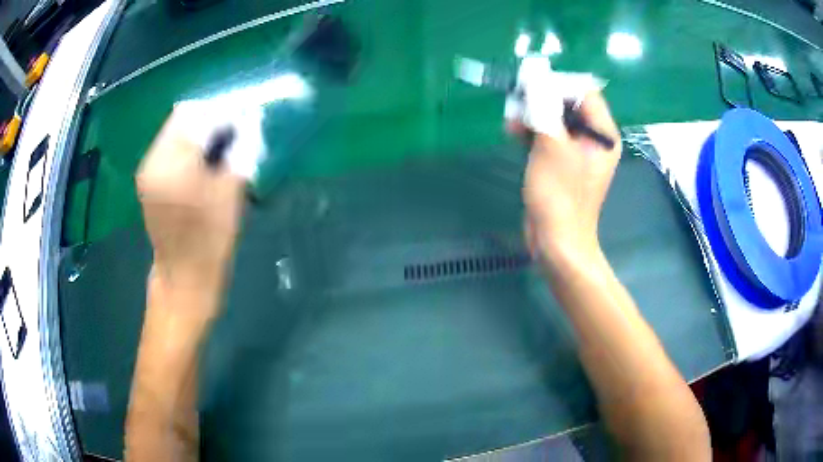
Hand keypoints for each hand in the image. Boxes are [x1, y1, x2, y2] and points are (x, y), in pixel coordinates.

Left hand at [136, 106, 245, 293]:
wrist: (183, 278)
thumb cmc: (210, 241)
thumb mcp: (231, 193)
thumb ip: (240, 150)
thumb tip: (248, 121)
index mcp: (172, 164)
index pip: (197, 115)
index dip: (222, 114)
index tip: (242, 124)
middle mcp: (153, 161)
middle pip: (183, 118)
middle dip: (210, 121)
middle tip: (232, 137)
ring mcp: (147, 170)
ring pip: (176, 131)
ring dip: (199, 133)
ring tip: (218, 152)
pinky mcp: (148, 180)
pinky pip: (169, 148)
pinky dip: (188, 147)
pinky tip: (201, 164)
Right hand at [511, 91, 620, 267]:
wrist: (556, 241)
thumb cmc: (559, 194)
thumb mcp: (551, 145)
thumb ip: (544, 107)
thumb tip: (534, 79)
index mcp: (602, 133)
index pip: (585, 93)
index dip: (558, 85)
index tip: (531, 87)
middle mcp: (593, 139)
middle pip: (568, 104)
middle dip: (541, 100)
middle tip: (517, 104)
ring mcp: (577, 151)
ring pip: (555, 119)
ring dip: (532, 116)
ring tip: (511, 123)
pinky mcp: (562, 162)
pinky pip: (549, 137)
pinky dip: (532, 132)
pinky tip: (513, 133)